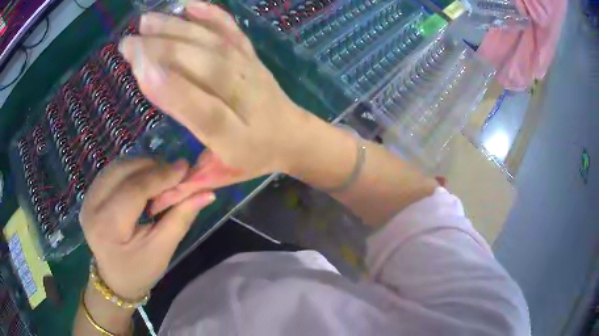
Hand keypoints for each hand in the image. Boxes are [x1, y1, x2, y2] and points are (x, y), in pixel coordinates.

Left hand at [79, 158, 214, 299]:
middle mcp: (92, 206)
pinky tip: (145, 181)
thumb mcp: (162, 250)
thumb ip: (181, 218)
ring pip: (118, 166)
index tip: (186, 167)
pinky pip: (113, 171)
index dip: (161, 175)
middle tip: (176, 174)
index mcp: (107, 227)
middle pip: (124, 171)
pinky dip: (133, 170)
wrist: (114, 279)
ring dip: (143, 166)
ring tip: (161, 178)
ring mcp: (87, 198)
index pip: (134, 190)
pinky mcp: (90, 194)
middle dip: (153, 167)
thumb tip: (206, 192)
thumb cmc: (139, 271)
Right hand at [118, 2, 324, 213]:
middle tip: (128, 43)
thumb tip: (151, 203)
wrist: (294, 136)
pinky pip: (232, 31)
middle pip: (205, 68)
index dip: (173, 90)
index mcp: (237, 138)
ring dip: (178, 28)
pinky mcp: (252, 56)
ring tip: (146, 21)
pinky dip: (212, 15)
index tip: (141, 69)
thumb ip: (186, 186)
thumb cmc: (253, 159)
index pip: (203, 111)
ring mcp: (251, 71)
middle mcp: (246, 98)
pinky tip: (189, 5)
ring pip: (214, 45)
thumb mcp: (222, 179)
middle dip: (163, 51)